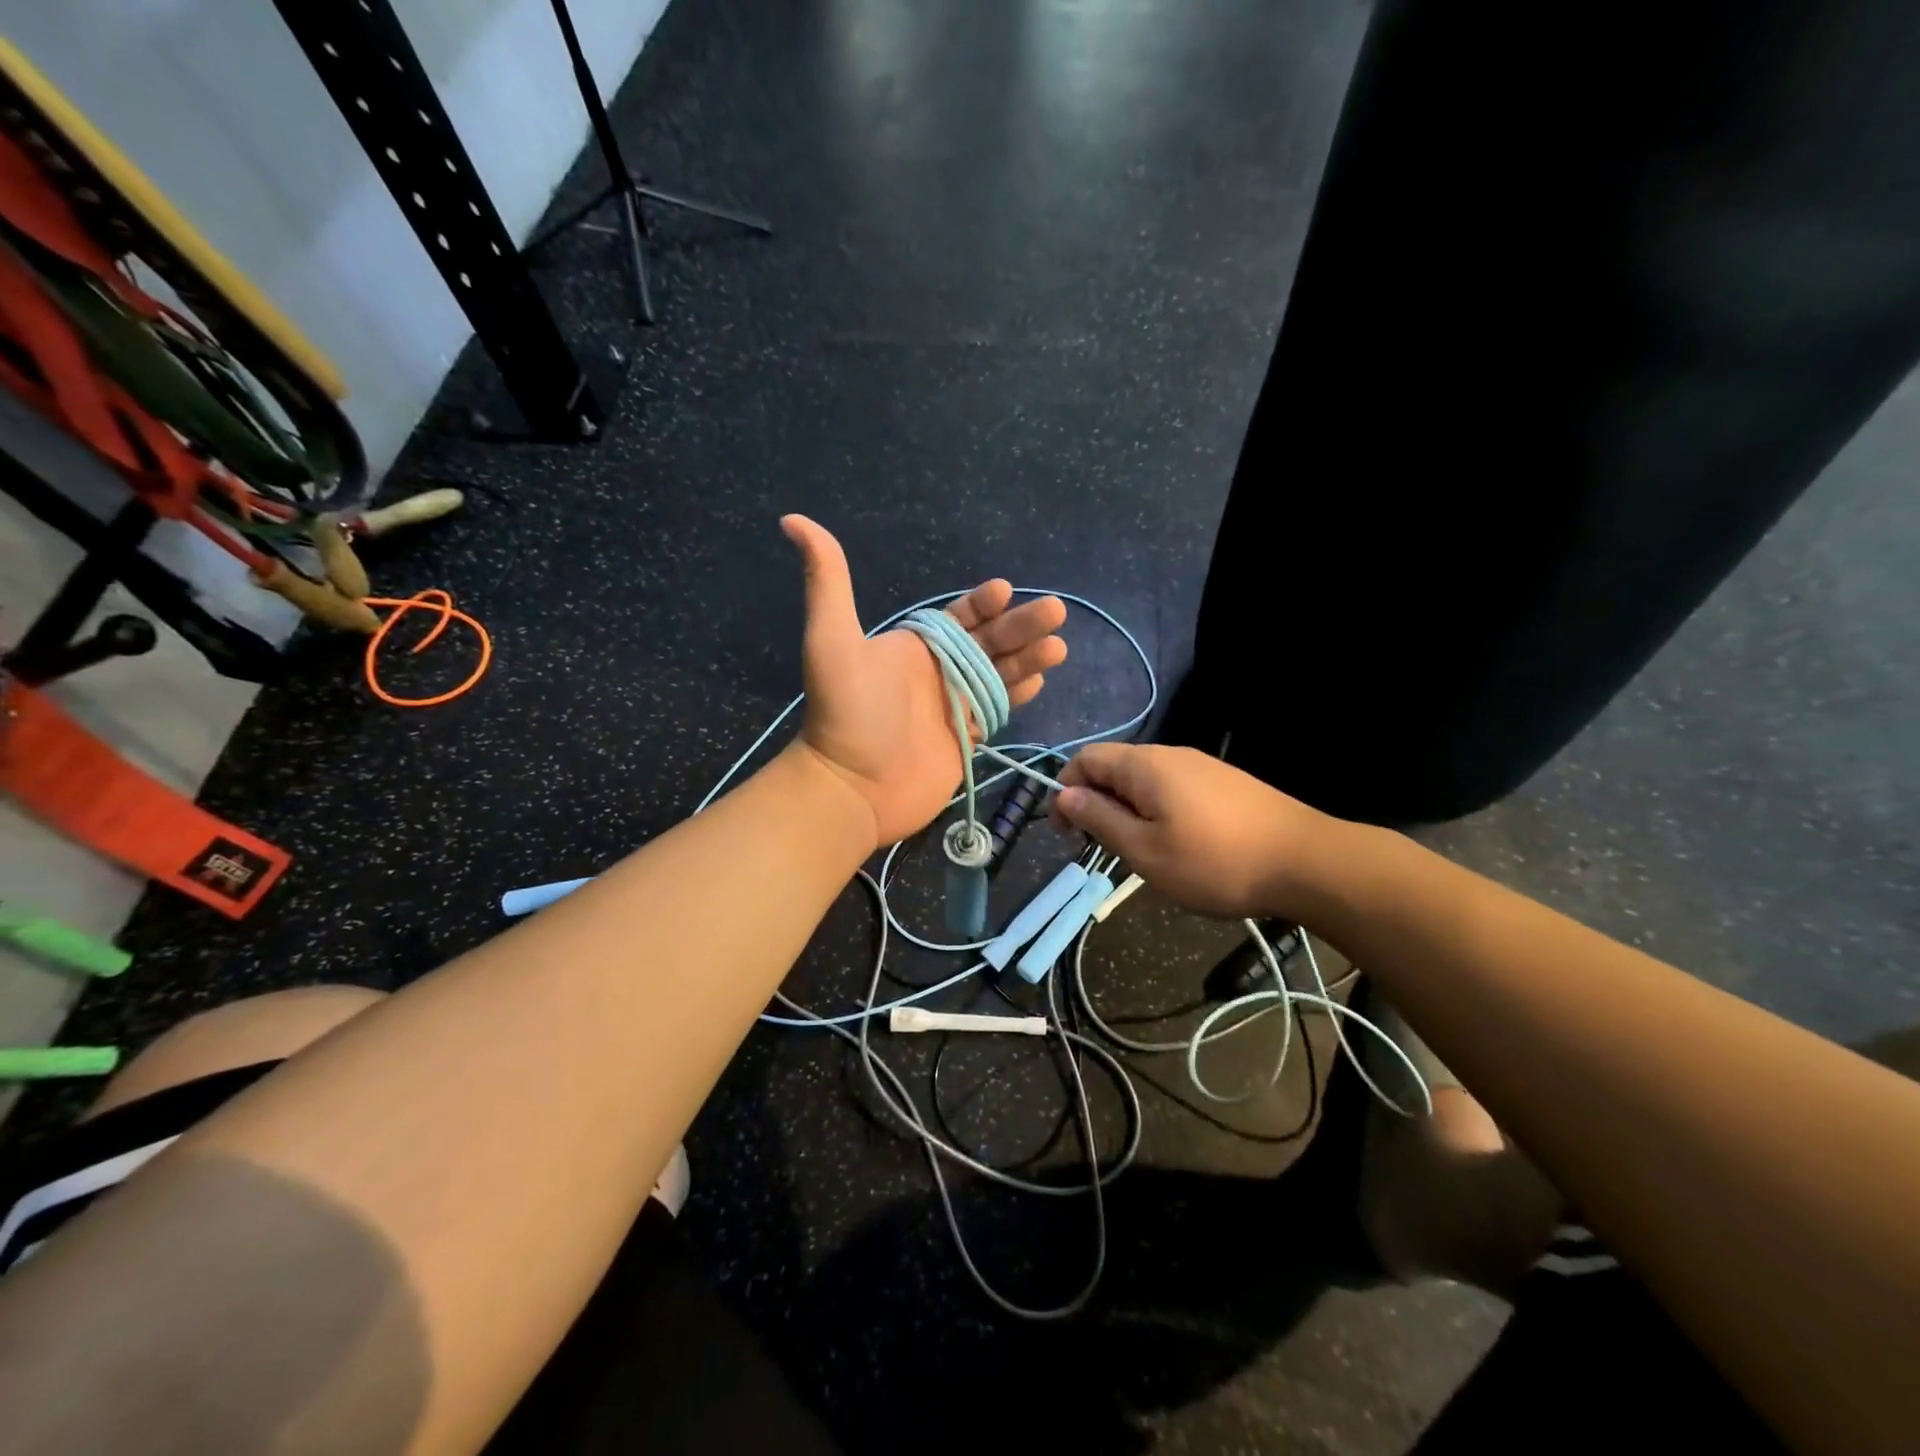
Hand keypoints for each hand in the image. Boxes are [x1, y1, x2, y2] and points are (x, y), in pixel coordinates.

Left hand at [783, 515, 1067, 849]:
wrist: (851, 787)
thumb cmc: (846, 712)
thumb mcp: (831, 639)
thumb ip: (826, 581)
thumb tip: (793, 520)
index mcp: (914, 647)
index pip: (958, 617)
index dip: (982, 602)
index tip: (1005, 590)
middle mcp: (937, 672)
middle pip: (989, 641)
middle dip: (1021, 625)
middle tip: (1055, 611)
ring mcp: (953, 706)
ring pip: (1000, 674)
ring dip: (1029, 658)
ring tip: (1058, 646)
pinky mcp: (965, 740)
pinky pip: (997, 709)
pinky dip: (1019, 695)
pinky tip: (1040, 681)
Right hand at [1050, 743, 1325, 918]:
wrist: (1306, 861)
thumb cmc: (1215, 861)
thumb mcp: (1144, 850)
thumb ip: (1099, 819)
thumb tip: (1065, 795)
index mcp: (1144, 765)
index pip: (1085, 759)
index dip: (1065, 790)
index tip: (1066, 832)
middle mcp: (1171, 755)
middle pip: (1114, 767)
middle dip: (1096, 803)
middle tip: (1103, 848)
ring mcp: (1202, 767)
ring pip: (1144, 781)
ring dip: (1127, 810)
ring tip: (1139, 852)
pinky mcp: (1224, 783)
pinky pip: (1173, 789)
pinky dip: (1157, 811)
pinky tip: (1176, 845)